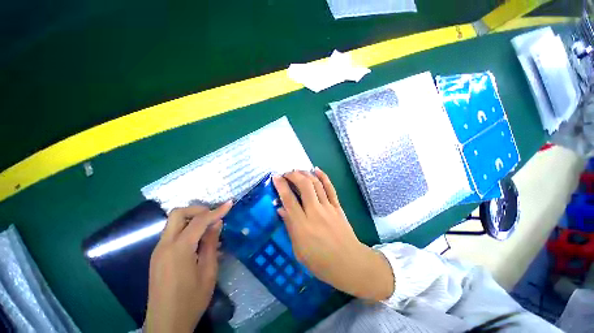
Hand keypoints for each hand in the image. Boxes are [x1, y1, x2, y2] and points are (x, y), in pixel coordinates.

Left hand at [144, 202, 231, 332]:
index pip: (198, 221)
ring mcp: (158, 251)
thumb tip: (217, 224)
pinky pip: (173, 234)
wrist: (166, 325)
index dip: (216, 210)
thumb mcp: (208, 272)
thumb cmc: (191, 301)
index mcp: (178, 249)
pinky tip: (200, 242)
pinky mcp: (158, 257)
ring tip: (210, 229)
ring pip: (174, 223)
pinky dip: (187, 230)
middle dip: (198, 210)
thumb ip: (211, 244)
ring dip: (192, 219)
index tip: (229, 203)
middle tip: (214, 215)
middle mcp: (164, 245)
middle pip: (177, 214)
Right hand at [272, 168, 393, 300]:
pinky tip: (316, 170)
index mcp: (302, 226)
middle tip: (286, 173)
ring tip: (298, 170)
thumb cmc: (321, 262)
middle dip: (294, 175)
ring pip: (316, 184)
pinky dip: (323, 177)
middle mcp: (315, 212)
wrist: (349, 263)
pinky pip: (330, 188)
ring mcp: (328, 208)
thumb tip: (281, 209)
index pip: (289, 200)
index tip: (275, 177)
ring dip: (306, 174)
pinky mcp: (337, 207)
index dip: (281, 186)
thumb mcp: (299, 250)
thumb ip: (290, 227)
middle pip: (304, 186)